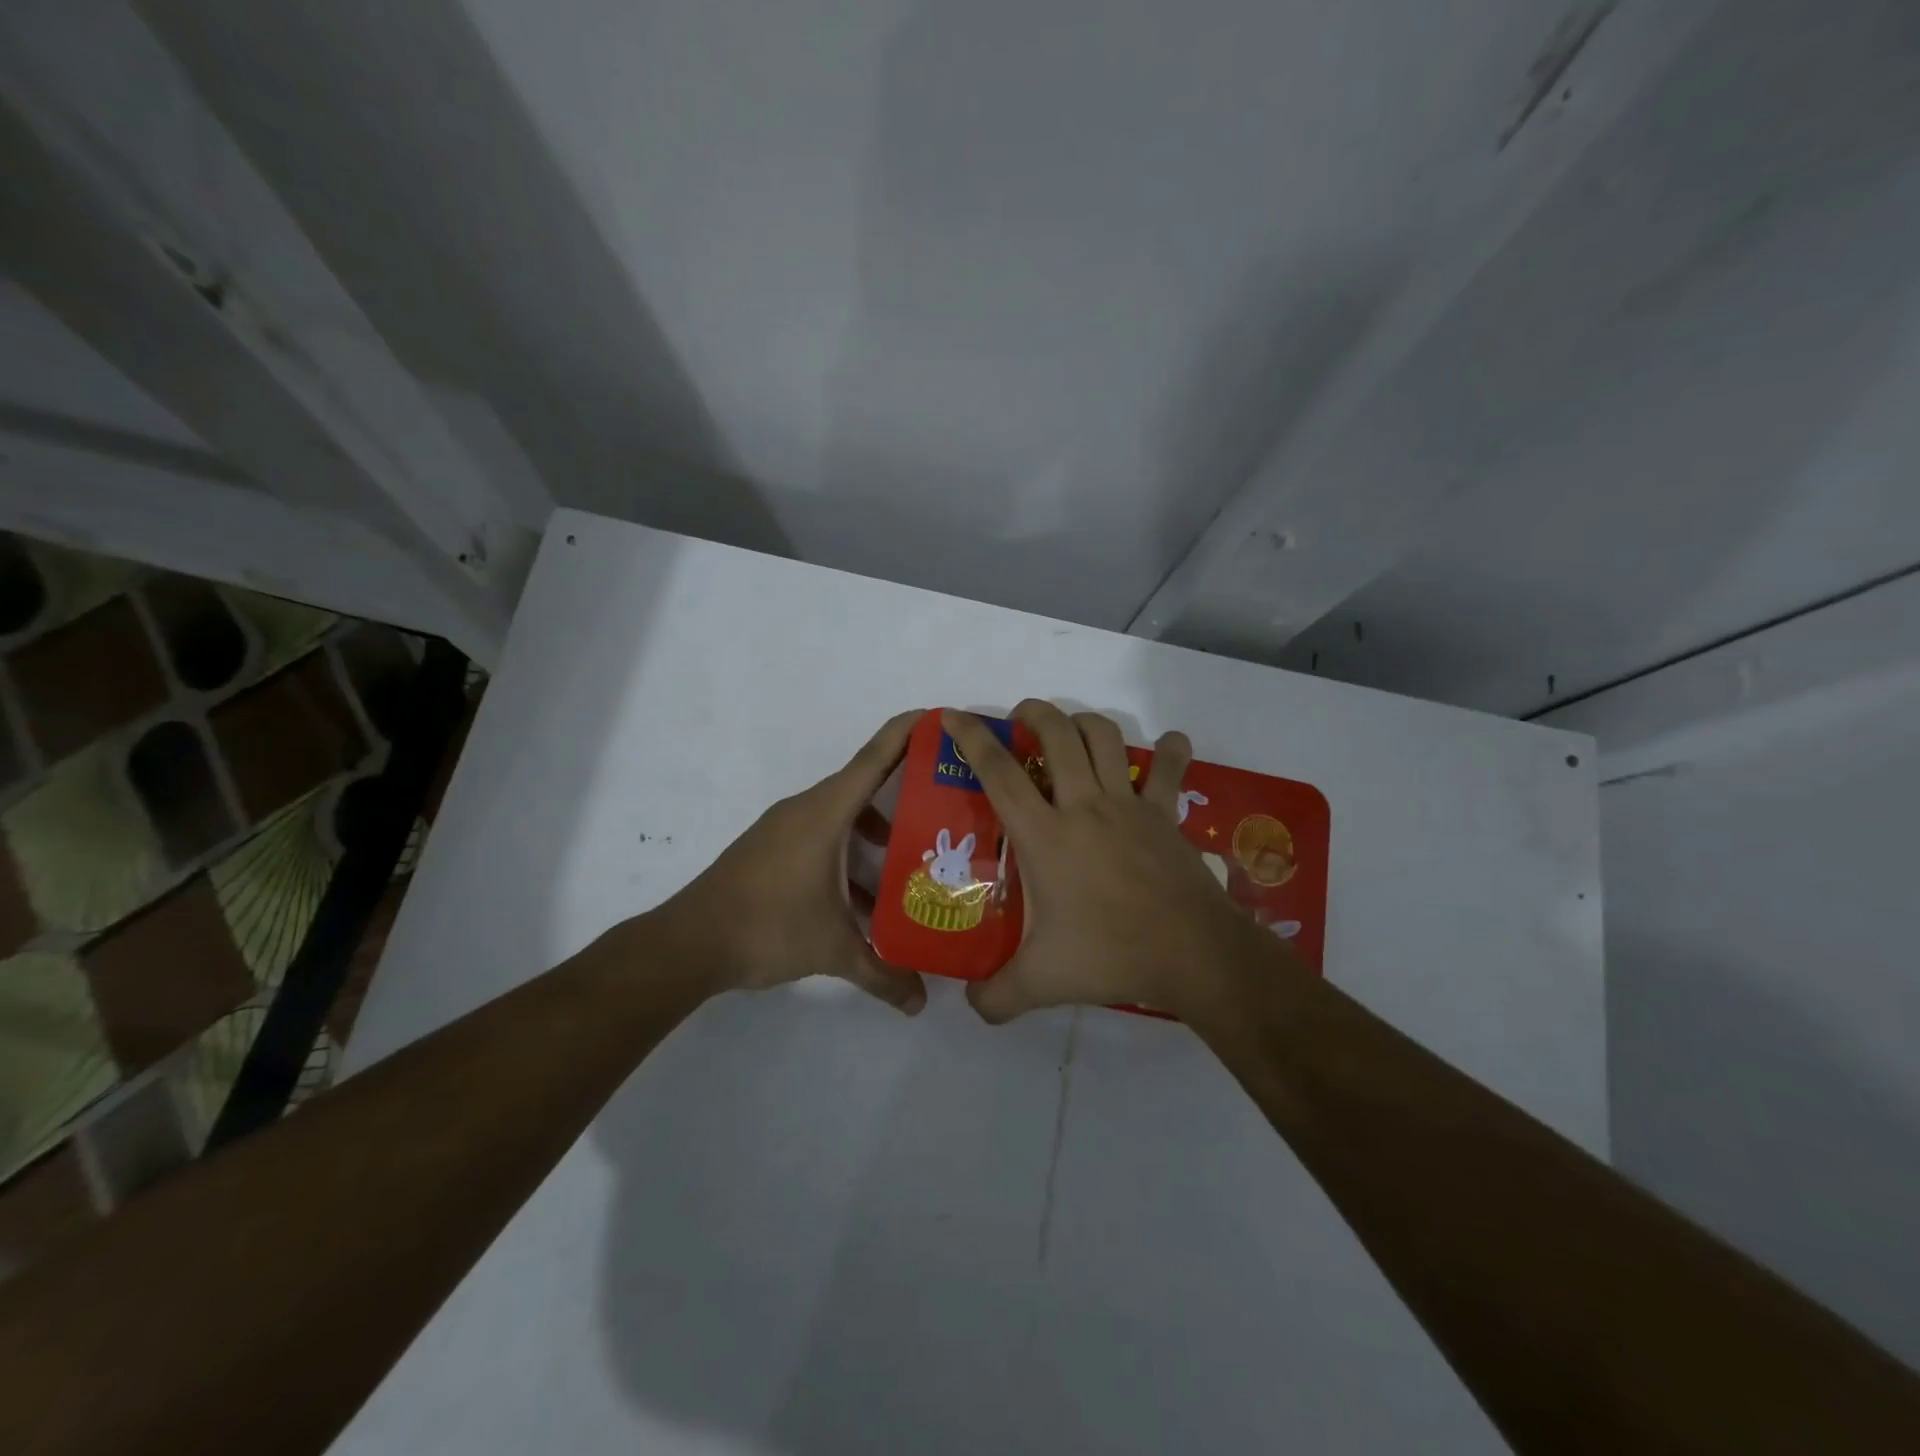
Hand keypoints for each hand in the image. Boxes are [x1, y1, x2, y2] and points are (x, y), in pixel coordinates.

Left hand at [646, 710, 927, 1013]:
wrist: (688, 943)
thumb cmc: (766, 927)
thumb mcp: (833, 950)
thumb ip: (882, 974)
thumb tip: (920, 1003)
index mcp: (825, 813)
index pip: (876, 757)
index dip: (910, 732)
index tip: (943, 719)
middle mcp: (806, 809)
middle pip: (865, 782)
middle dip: (907, 786)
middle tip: (948, 801)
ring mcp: (785, 828)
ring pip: (844, 813)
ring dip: (878, 827)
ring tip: (913, 855)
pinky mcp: (772, 848)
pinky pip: (823, 833)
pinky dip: (850, 850)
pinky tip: (866, 895)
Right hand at [944, 701, 1278, 1021]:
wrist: (1193, 954)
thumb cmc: (1110, 956)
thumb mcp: (1040, 983)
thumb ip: (996, 997)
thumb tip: (972, 1008)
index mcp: (1045, 835)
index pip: (999, 773)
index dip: (972, 738)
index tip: (952, 715)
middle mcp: (1084, 805)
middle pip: (1056, 733)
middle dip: (1033, 712)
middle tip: (1020, 718)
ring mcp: (1129, 805)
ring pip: (1104, 737)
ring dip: (1082, 722)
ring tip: (1069, 730)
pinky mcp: (1164, 815)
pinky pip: (1168, 769)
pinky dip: (1168, 750)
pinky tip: (1168, 744)